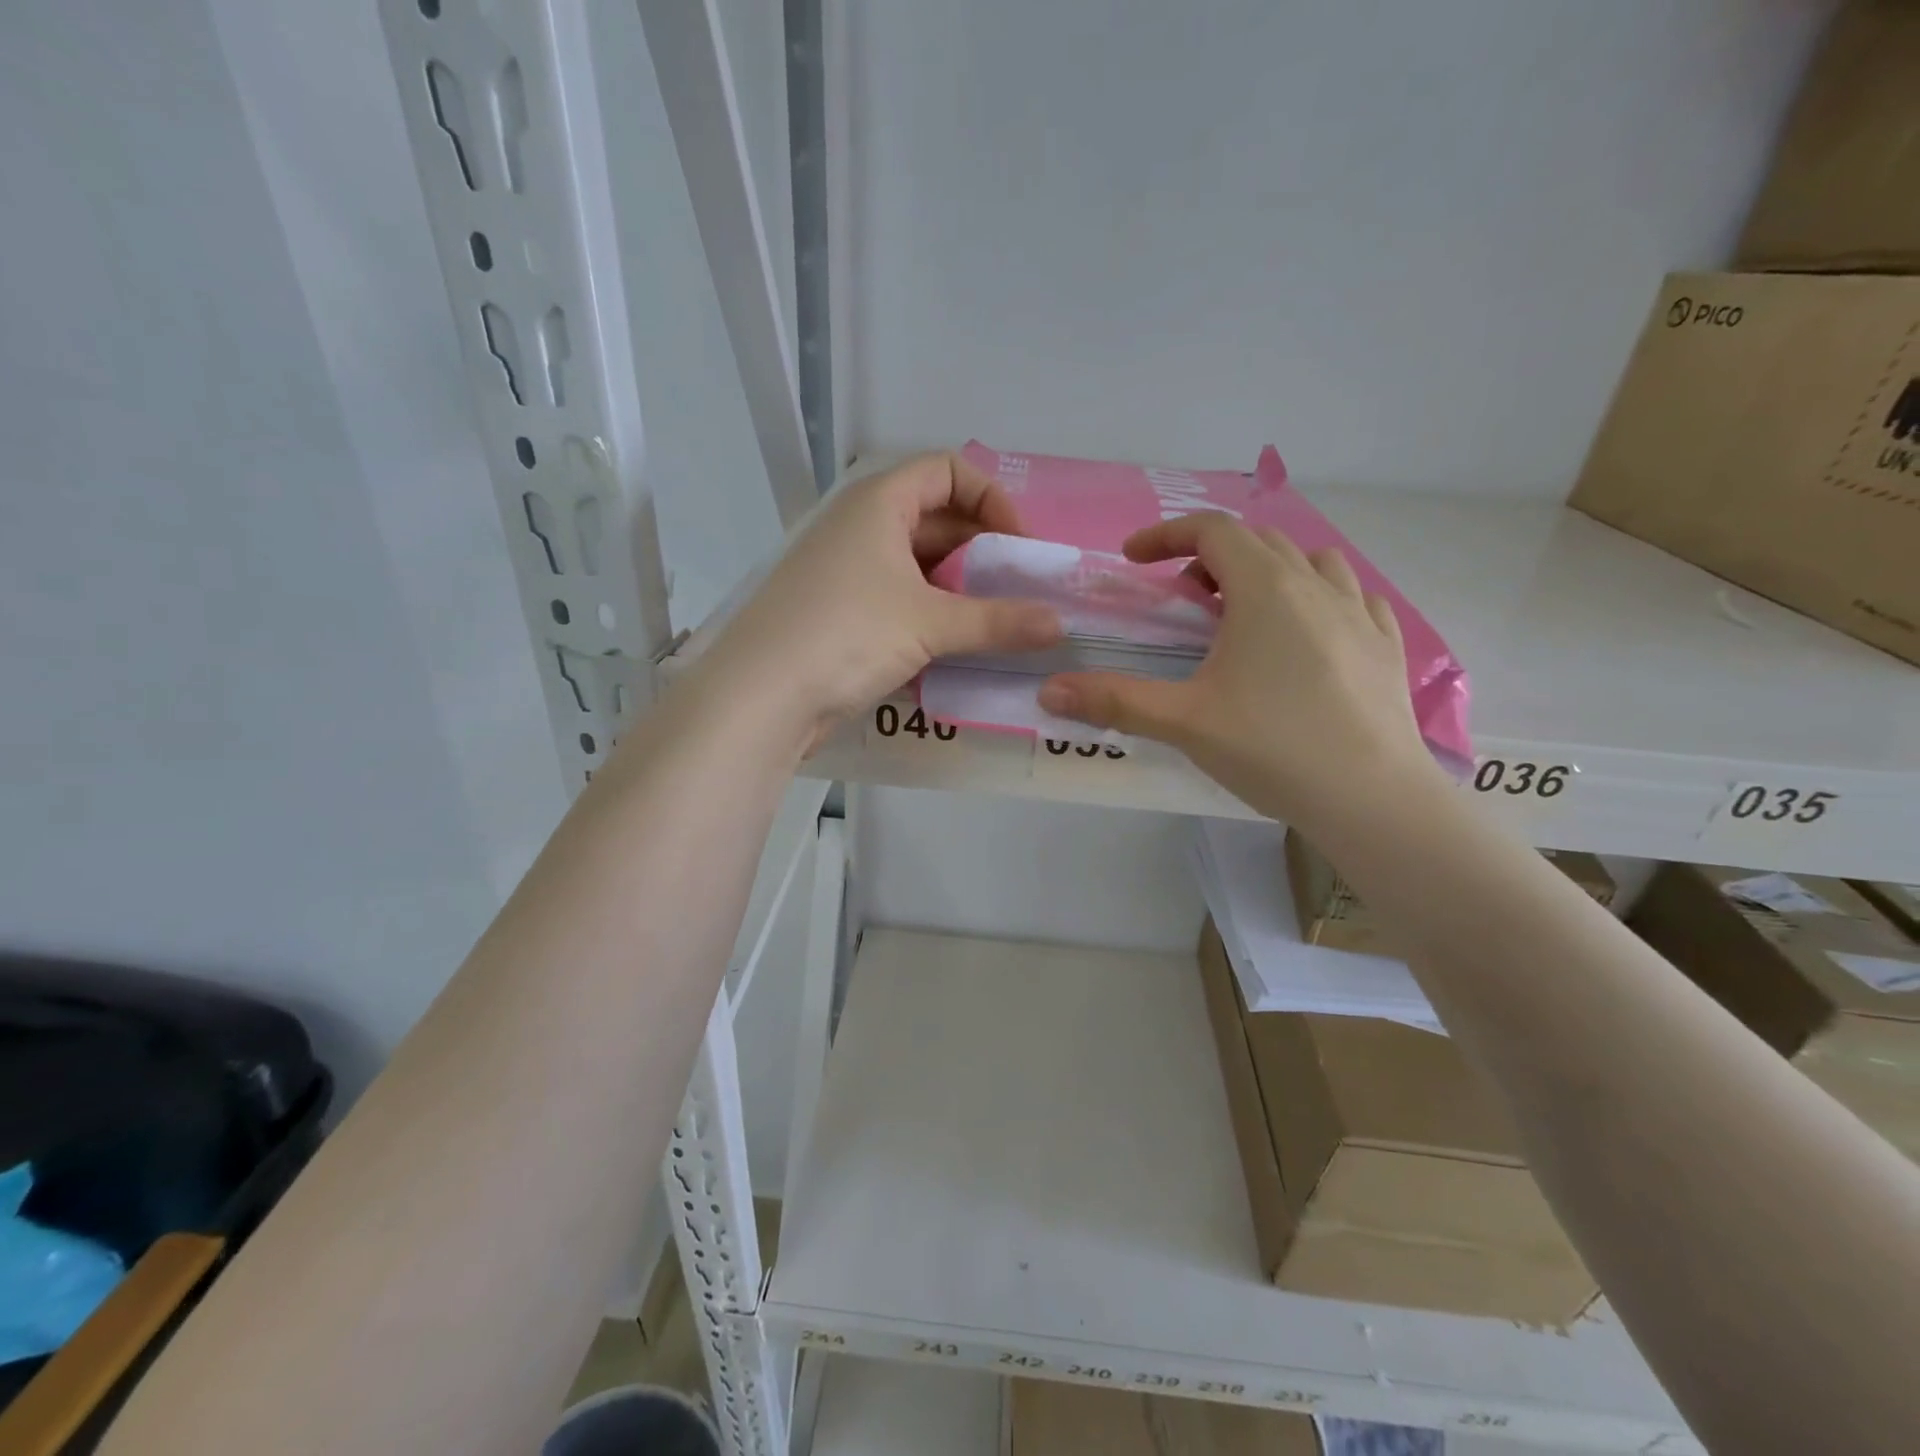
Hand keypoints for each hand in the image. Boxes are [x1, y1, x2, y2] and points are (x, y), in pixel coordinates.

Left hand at [704, 453, 1062, 743]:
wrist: (761, 698)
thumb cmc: (846, 635)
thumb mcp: (929, 623)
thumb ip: (998, 622)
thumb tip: (1060, 625)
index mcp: (879, 503)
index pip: (948, 470)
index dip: (992, 499)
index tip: (1020, 547)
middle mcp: (862, 527)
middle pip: (937, 520)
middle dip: (983, 552)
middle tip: (1021, 592)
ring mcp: (849, 572)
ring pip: (920, 567)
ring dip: (962, 592)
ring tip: (999, 625)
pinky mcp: (843, 614)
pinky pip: (901, 602)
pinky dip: (934, 617)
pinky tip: (959, 650)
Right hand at [1036, 513, 1440, 826]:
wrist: (1372, 799)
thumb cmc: (1272, 748)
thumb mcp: (1183, 722)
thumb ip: (1113, 700)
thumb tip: (1048, 692)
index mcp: (1265, 589)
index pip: (1212, 530)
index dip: (1166, 535)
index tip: (1134, 558)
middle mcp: (1316, 586)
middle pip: (1259, 541)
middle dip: (1212, 555)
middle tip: (1184, 596)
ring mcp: (1360, 614)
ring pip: (1311, 562)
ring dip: (1270, 570)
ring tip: (1247, 610)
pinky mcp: (1387, 646)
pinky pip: (1353, 597)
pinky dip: (1320, 598)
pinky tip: (1310, 633)